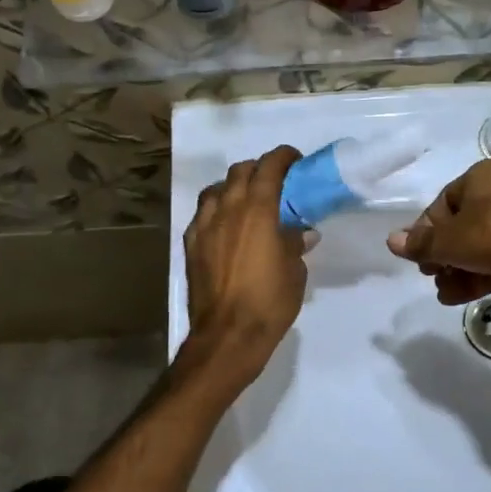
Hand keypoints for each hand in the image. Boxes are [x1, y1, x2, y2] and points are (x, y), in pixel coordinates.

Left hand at [183, 146, 312, 375]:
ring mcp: (204, 225)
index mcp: (258, 210)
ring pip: (217, 189)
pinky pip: (202, 214)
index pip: (269, 167)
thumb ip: (295, 243)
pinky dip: (216, 209)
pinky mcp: (190, 244)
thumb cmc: (269, 302)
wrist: (227, 334)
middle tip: (274, 181)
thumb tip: (300, 232)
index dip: (283, 157)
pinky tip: (225, 225)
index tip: (295, 160)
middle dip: (258, 168)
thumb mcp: (294, 271)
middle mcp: (228, 209)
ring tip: (246, 200)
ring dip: (233, 186)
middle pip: (240, 171)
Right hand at [387, 158, 490, 305]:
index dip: (426, 232)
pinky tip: (459, 296)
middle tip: (431, 274)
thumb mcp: (448, 241)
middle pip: (461, 225)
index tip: (418, 256)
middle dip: (442, 254)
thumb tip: (391, 240)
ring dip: (457, 269)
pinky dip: (478, 274)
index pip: (442, 203)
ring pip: (479, 244)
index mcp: (481, 176)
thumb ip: (419, 243)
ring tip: (444, 291)